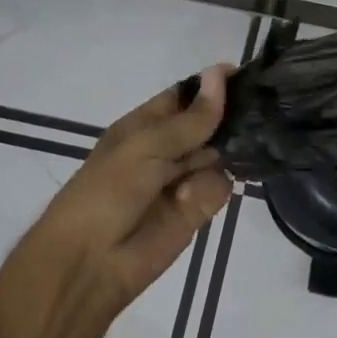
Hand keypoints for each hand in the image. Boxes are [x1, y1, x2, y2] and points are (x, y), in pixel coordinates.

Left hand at [25, 65, 234, 319]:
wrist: (89, 264)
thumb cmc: (106, 191)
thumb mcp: (146, 146)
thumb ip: (191, 118)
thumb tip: (221, 72)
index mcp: (147, 124)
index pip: (187, 95)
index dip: (212, 84)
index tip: (244, 75)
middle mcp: (168, 148)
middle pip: (210, 123)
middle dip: (227, 119)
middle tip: (247, 117)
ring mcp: (183, 179)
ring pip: (221, 154)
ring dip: (218, 156)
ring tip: (200, 167)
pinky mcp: (196, 210)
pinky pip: (219, 187)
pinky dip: (207, 190)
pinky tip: (186, 200)